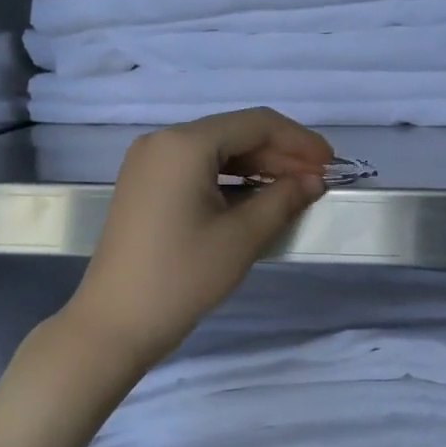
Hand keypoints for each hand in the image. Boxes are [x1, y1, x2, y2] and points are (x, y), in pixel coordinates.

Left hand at [63, 108, 333, 367]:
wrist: (115, 322)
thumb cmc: (181, 277)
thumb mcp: (241, 238)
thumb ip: (282, 200)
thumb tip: (313, 181)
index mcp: (185, 144)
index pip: (255, 124)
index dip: (298, 141)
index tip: (330, 164)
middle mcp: (162, 142)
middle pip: (234, 134)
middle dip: (279, 155)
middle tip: (316, 182)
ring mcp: (148, 164)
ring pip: (215, 153)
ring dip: (256, 169)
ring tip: (293, 192)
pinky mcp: (144, 187)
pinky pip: (196, 171)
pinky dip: (229, 182)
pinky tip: (255, 201)